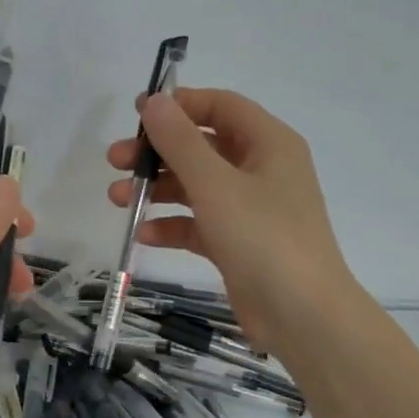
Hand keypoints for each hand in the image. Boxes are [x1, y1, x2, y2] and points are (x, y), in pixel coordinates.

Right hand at [107, 88, 360, 352]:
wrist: (302, 316)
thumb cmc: (263, 238)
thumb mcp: (216, 185)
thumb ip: (180, 141)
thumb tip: (154, 101)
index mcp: (269, 144)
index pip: (221, 106)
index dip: (179, 105)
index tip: (136, 114)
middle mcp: (261, 170)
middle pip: (202, 146)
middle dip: (157, 152)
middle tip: (116, 160)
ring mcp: (250, 209)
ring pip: (196, 186)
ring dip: (157, 188)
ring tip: (118, 198)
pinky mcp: (238, 243)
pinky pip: (199, 223)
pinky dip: (172, 225)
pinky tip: (143, 234)